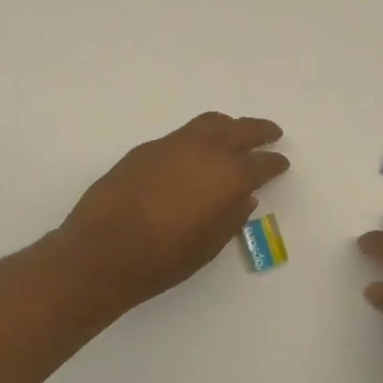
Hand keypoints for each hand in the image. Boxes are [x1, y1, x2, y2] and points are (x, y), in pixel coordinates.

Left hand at [64, 112, 288, 312]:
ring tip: (234, 135)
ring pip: (210, 123)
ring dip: (229, 126)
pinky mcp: (147, 149)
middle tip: (272, 134)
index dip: (274, 163)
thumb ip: (231, 217)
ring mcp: (173, 145)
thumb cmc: (162, 259)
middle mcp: (205, 152)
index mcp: (228, 177)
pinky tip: (194, 155)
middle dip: (260, 131)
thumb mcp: (208, 245)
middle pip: (240, 129)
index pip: (261, 163)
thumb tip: (243, 197)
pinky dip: (198, 138)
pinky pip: (182, 135)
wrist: (101, 252)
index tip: (281, 163)